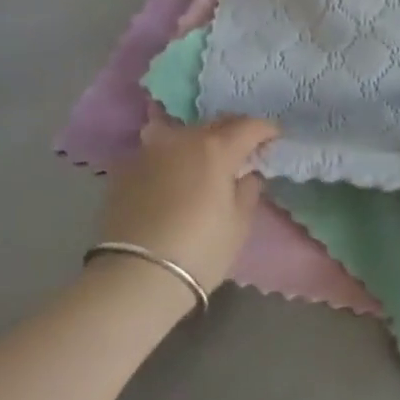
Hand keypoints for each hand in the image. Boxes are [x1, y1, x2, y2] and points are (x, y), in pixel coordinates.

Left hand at [98, 116, 276, 291]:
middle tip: (242, 147)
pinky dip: (170, 157)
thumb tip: (247, 174)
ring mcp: (151, 149)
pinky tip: (172, 175)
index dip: (265, 130)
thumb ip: (248, 191)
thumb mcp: (238, 225)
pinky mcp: (126, 168)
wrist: (135, 275)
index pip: (249, 126)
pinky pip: (156, 152)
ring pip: (182, 133)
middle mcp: (183, 138)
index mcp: (216, 148)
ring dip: (198, 140)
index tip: (274, 137)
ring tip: (203, 157)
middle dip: (233, 131)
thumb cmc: (199, 251)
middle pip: (215, 124)